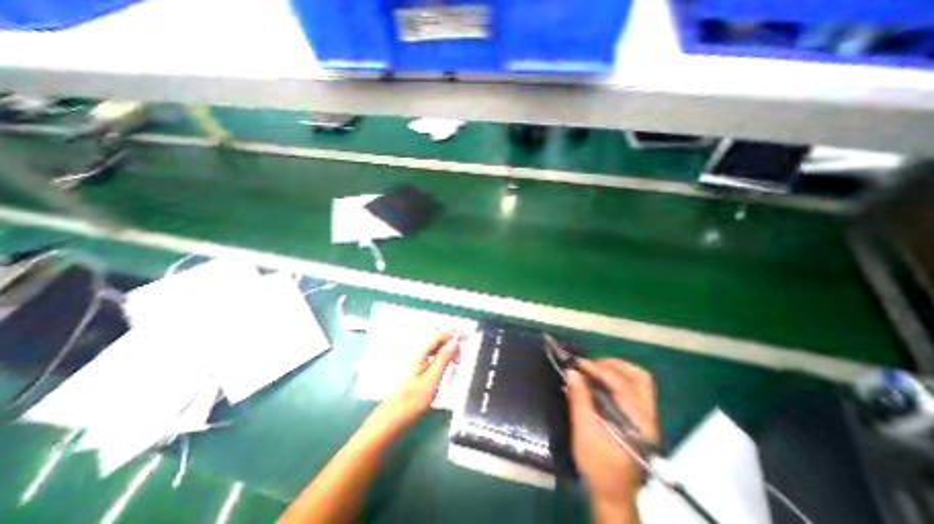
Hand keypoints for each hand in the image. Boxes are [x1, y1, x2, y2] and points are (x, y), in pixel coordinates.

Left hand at [370, 332, 460, 434]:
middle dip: (451, 343)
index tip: (466, 336)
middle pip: (437, 338)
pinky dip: (441, 355)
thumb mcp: (433, 379)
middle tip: (460, 358)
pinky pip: (431, 353)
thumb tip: (454, 342)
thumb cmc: (412, 400)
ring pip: (434, 346)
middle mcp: (416, 352)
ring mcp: (414, 358)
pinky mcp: (414, 365)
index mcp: (419, 352)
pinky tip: (445, 365)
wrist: (393, 416)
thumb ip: (444, 358)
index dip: (454, 333)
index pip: (439, 334)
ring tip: (455, 363)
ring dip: (447, 350)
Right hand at [566, 359, 658, 506]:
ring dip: (617, 369)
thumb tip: (572, 372)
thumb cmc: (598, 464)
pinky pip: (634, 388)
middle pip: (639, 378)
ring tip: (595, 368)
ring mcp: (646, 417)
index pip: (621, 385)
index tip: (578, 362)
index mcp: (637, 422)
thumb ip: (579, 399)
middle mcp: (648, 417)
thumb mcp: (584, 431)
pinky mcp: (640, 418)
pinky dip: (617, 378)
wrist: (612, 492)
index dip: (597, 369)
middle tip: (591, 363)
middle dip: (613, 365)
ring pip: (639, 381)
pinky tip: (600, 380)